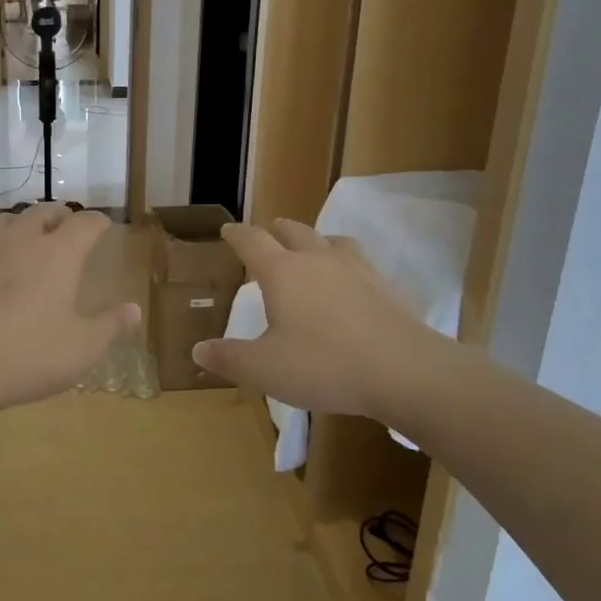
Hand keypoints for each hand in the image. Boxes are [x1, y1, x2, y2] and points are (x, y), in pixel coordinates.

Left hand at [0, 204, 139, 427]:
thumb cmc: (27, 355)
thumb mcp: (81, 349)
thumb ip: (110, 326)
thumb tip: (134, 310)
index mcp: (59, 254)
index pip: (85, 223)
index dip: (98, 222)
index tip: (104, 226)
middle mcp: (22, 240)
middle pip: (44, 211)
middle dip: (61, 215)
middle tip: (68, 225)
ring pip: (6, 219)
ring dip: (23, 222)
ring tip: (28, 235)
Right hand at [193, 219, 460, 417]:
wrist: (403, 371)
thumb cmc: (323, 365)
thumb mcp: (265, 369)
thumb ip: (230, 358)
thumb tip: (198, 350)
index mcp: (282, 273)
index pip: (253, 242)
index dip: (237, 235)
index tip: (227, 230)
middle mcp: (318, 261)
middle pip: (294, 232)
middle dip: (277, 230)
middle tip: (269, 232)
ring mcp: (356, 270)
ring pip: (332, 240)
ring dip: (316, 240)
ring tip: (313, 248)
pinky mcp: (386, 288)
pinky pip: (361, 263)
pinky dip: (347, 263)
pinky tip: (352, 282)